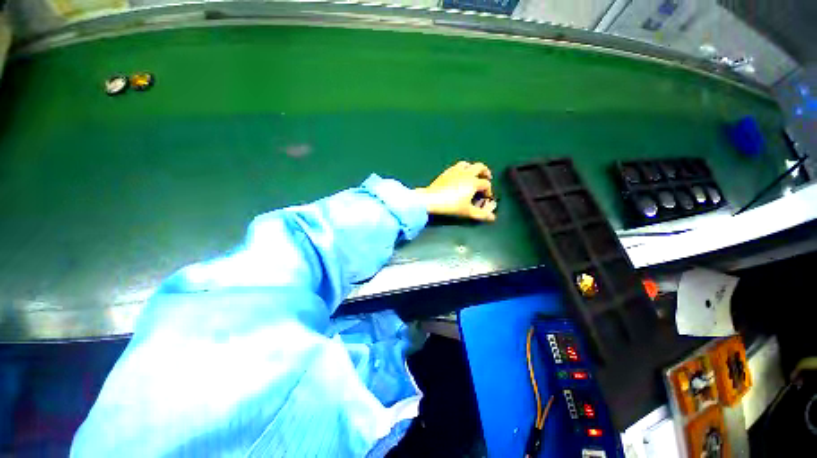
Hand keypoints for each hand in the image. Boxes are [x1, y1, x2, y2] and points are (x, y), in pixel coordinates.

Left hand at [415, 161, 497, 221]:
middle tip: (487, 177)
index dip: (489, 190)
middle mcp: (466, 173)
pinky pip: (457, 166)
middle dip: (485, 172)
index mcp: (473, 182)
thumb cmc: (452, 206)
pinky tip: (459, 176)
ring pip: (467, 164)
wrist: (432, 199)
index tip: (486, 197)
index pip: (486, 184)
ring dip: (473, 168)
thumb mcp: (468, 212)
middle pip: (480, 167)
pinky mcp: (446, 172)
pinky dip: (462, 169)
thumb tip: (492, 218)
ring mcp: (456, 171)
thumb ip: (481, 215)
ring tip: (473, 174)